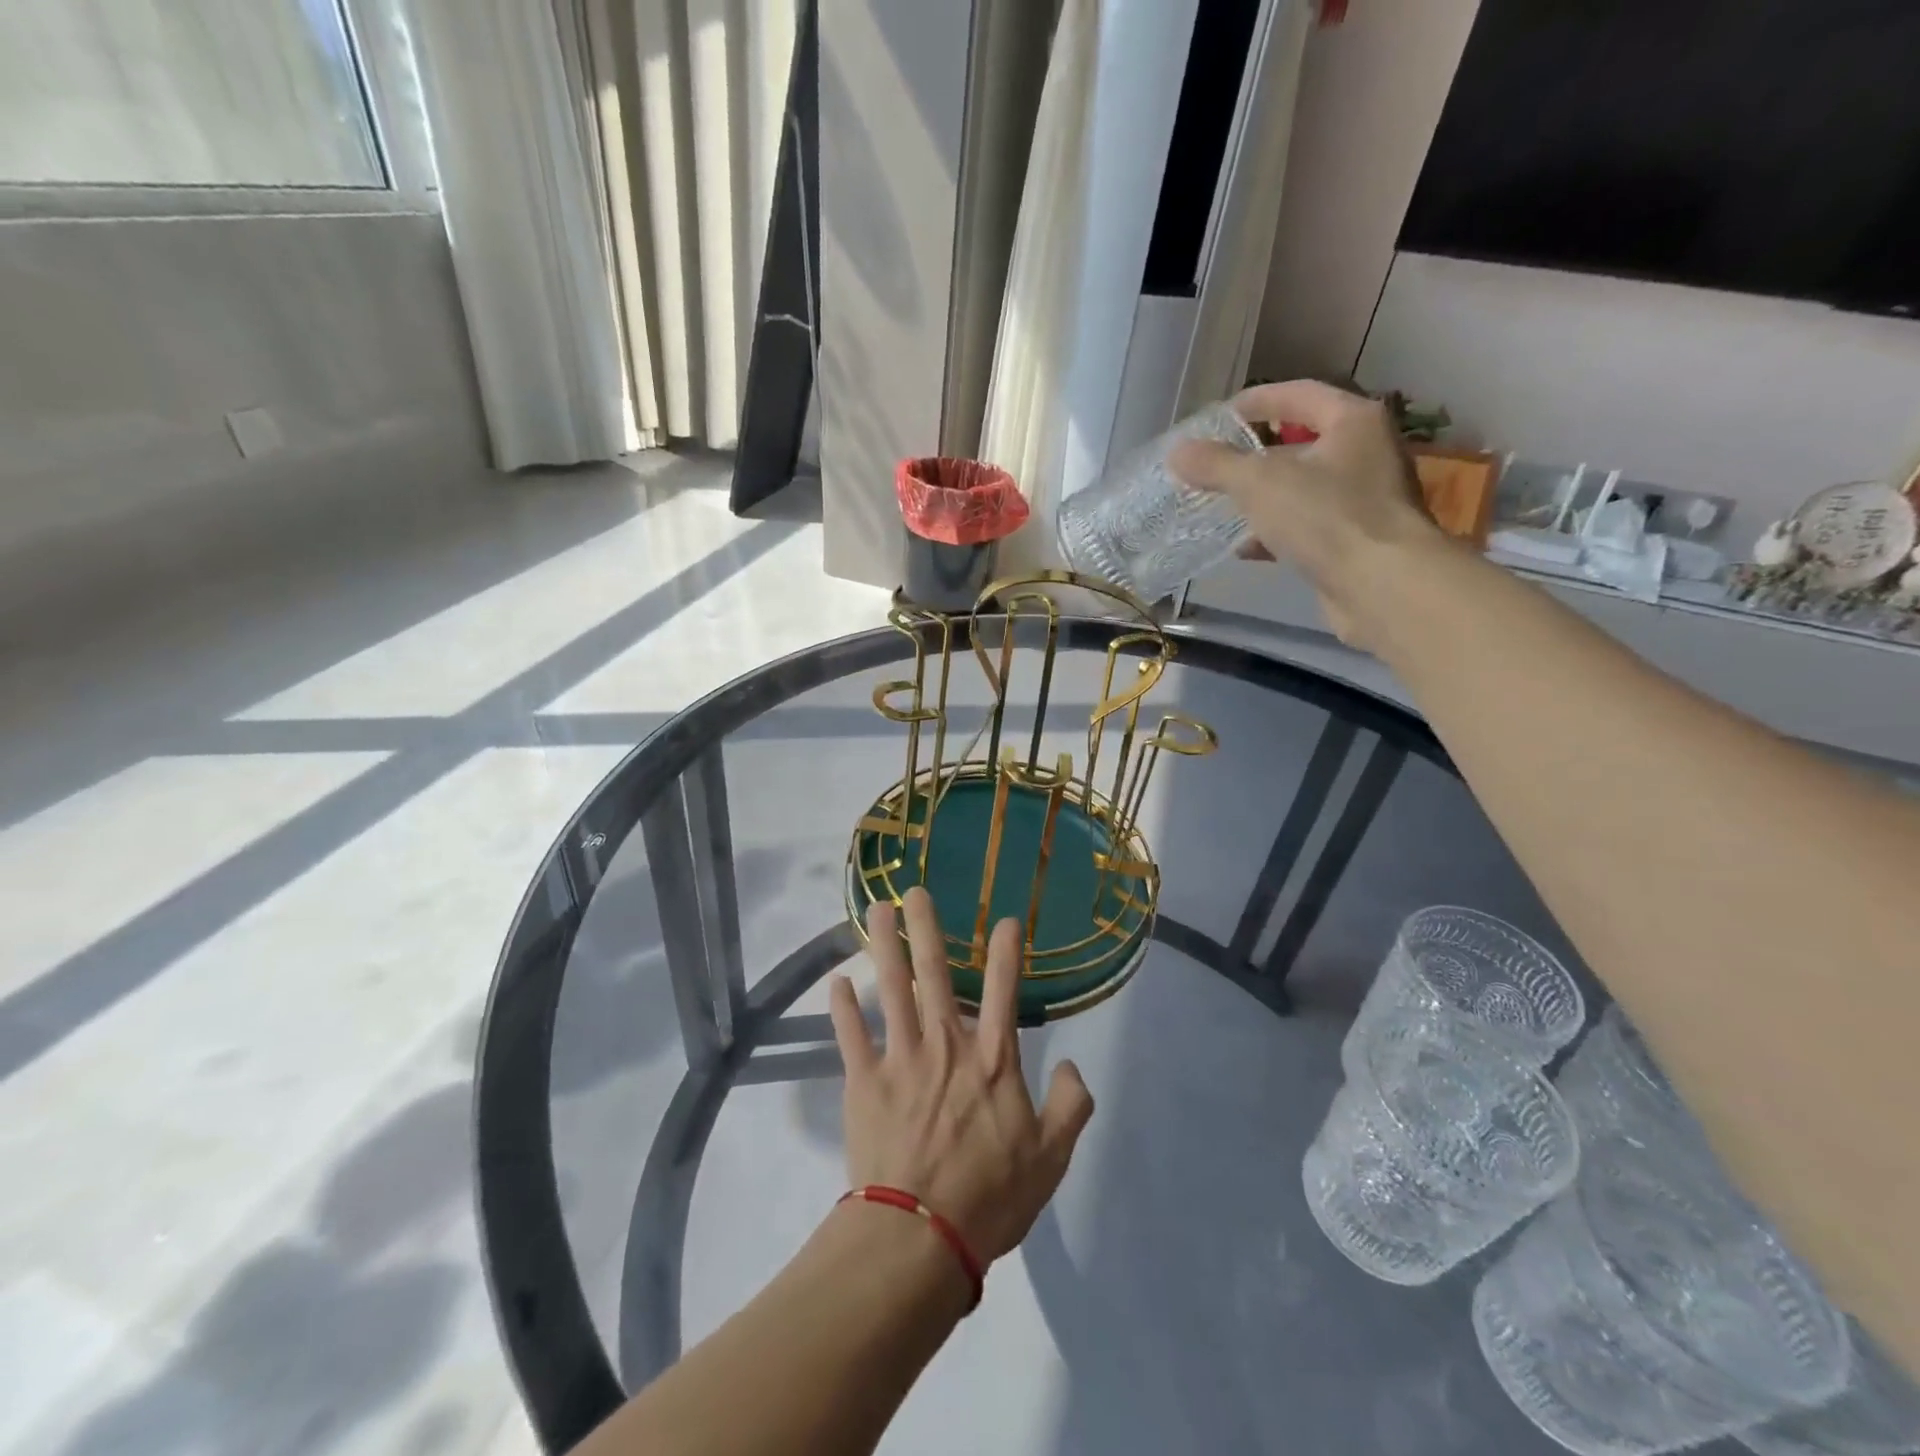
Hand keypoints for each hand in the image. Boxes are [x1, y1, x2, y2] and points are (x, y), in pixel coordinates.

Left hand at [829, 888, 1095, 1264]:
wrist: (921, 1237)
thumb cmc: (991, 1197)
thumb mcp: (1051, 1158)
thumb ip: (1070, 1106)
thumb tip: (1070, 1065)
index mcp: (993, 1060)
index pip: (1005, 992)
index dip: (1007, 952)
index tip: (1006, 919)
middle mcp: (947, 1045)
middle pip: (937, 974)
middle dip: (928, 928)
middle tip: (916, 890)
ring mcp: (901, 1058)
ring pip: (892, 988)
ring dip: (884, 946)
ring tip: (877, 910)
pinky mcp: (864, 1081)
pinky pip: (851, 1034)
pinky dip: (843, 1007)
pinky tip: (836, 981)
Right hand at [1170, 379, 1443, 649]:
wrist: (1381, 586)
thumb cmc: (1325, 517)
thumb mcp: (1259, 483)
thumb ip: (1216, 465)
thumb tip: (1178, 452)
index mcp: (1353, 422)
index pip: (1300, 395)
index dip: (1258, 401)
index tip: (1220, 416)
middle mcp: (1367, 453)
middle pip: (1302, 443)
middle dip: (1256, 456)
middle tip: (1216, 466)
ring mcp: (1366, 499)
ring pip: (1303, 489)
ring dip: (1263, 498)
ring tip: (1222, 508)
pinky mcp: (1357, 541)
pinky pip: (1309, 526)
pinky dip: (1277, 533)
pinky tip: (1246, 549)